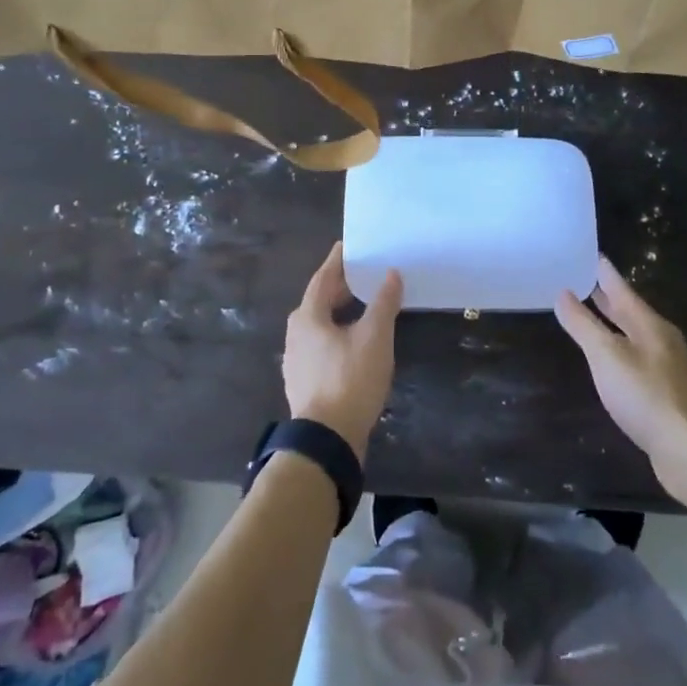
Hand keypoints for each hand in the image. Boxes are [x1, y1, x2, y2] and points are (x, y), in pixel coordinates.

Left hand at [283, 243, 402, 460]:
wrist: (326, 439)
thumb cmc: (350, 379)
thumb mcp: (374, 337)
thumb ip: (383, 302)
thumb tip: (391, 274)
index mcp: (308, 316)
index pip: (323, 278)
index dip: (338, 261)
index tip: (348, 245)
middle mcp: (296, 334)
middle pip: (319, 300)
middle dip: (341, 286)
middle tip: (364, 274)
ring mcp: (296, 359)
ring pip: (319, 324)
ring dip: (339, 311)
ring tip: (363, 305)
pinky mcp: (303, 381)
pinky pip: (321, 344)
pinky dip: (337, 333)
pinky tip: (354, 341)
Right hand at [555, 256, 686, 495]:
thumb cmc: (646, 396)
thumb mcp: (606, 356)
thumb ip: (583, 325)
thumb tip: (563, 293)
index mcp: (650, 325)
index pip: (623, 290)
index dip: (606, 274)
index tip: (593, 255)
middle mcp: (662, 340)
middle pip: (631, 312)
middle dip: (609, 298)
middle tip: (587, 281)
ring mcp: (669, 367)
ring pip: (635, 335)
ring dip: (614, 323)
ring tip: (595, 315)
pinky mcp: (669, 393)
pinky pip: (639, 358)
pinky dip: (621, 349)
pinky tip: (613, 361)